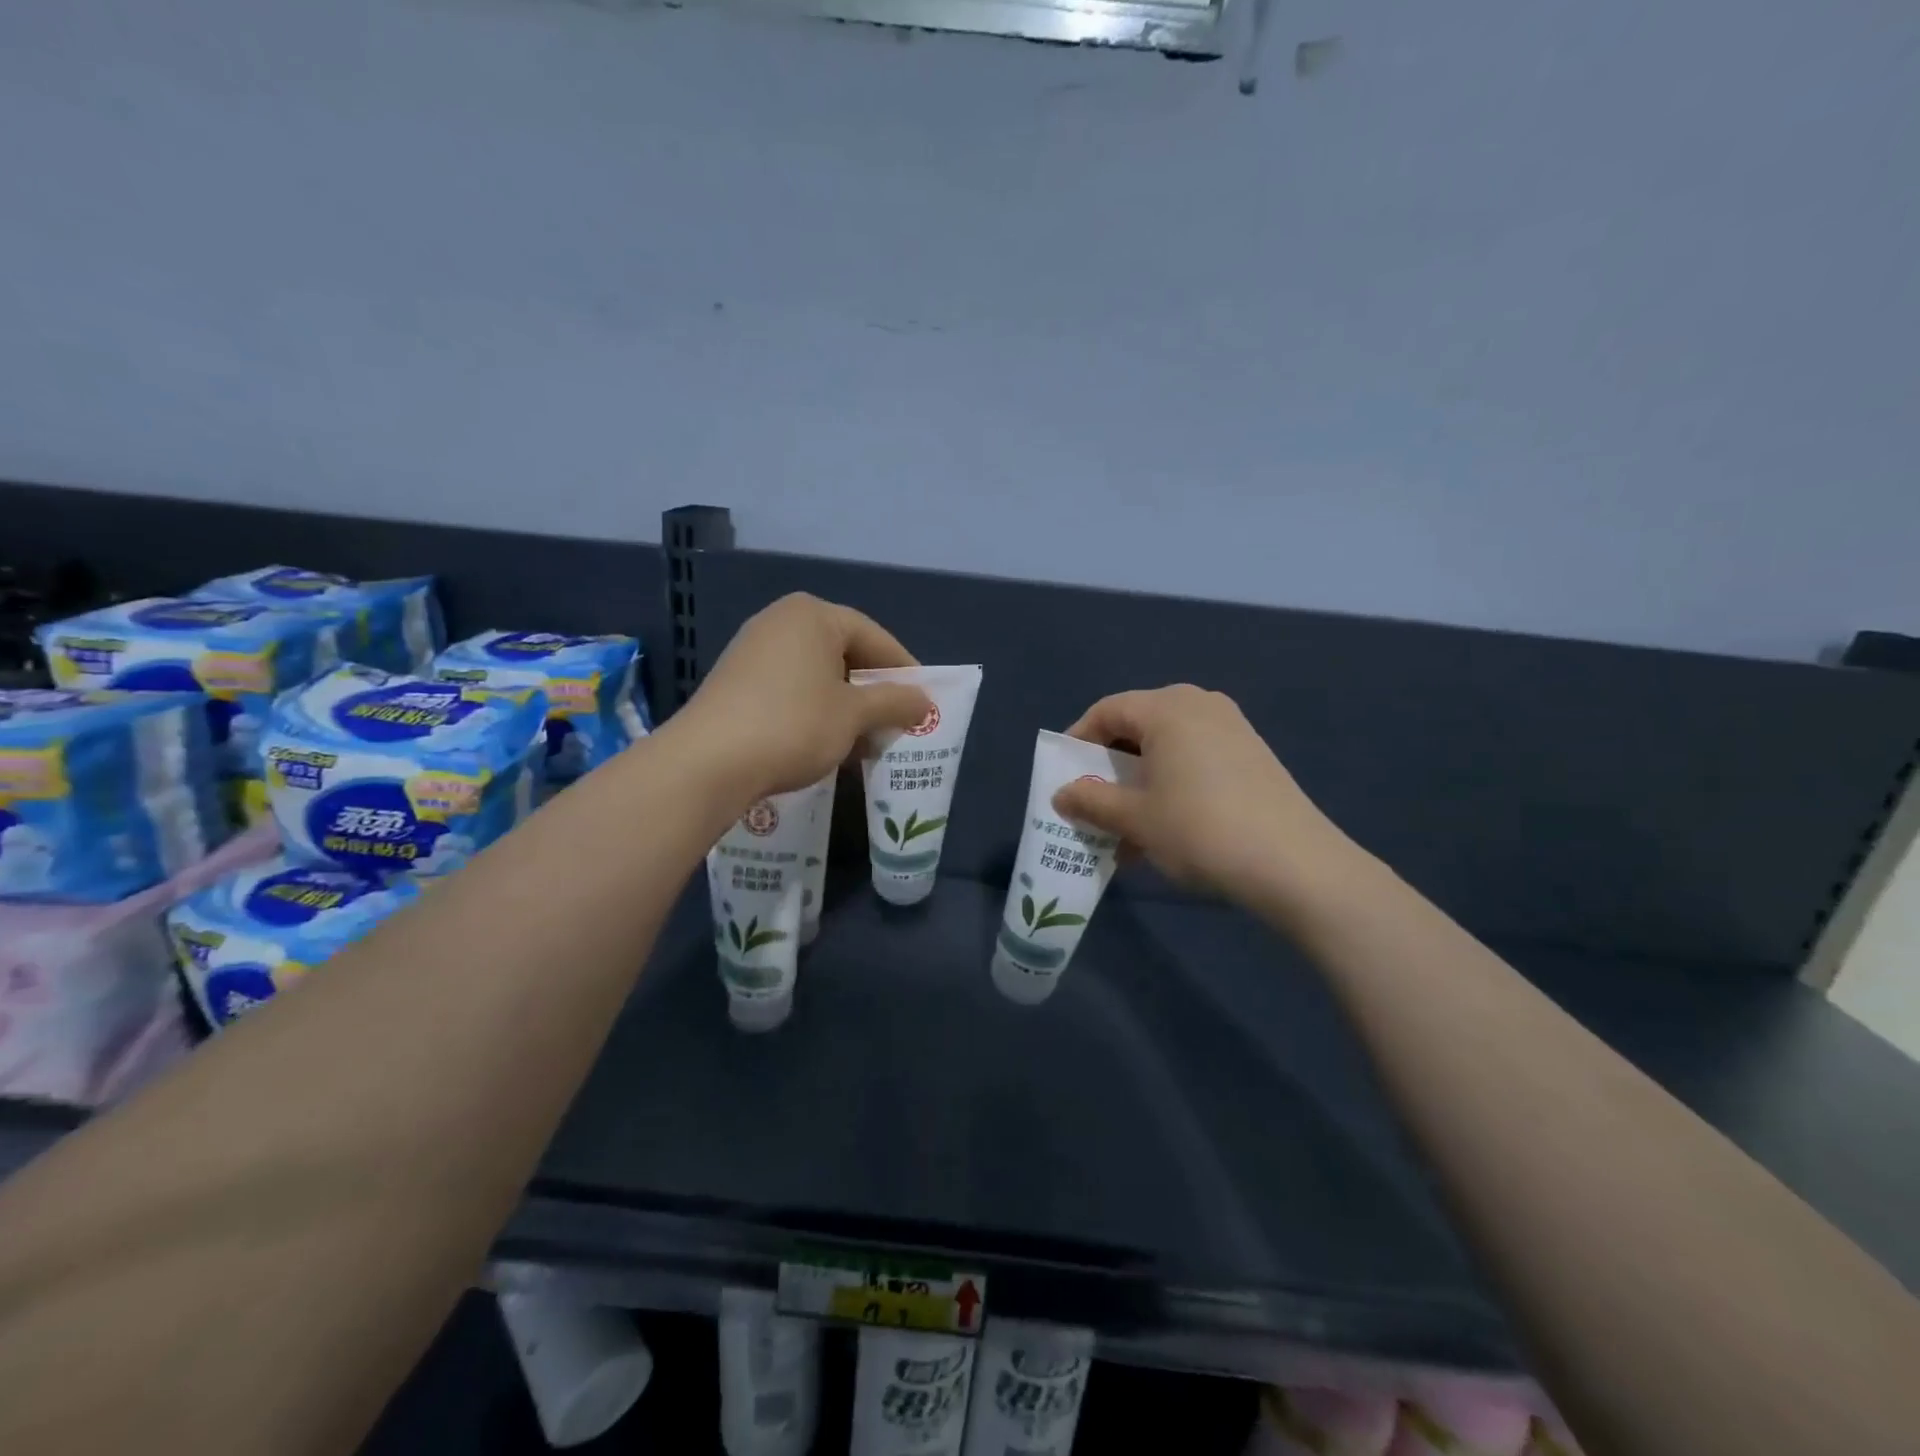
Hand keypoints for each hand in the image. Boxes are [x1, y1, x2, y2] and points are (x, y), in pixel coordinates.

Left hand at [672, 594, 931, 800]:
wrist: (708, 762)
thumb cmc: (794, 725)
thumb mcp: (854, 715)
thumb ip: (895, 702)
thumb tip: (924, 701)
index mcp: (813, 615)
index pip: (874, 636)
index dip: (903, 670)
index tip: (923, 701)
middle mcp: (781, 621)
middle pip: (844, 653)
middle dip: (873, 691)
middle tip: (896, 722)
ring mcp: (753, 650)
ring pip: (817, 674)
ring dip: (846, 706)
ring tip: (865, 740)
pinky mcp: (736, 681)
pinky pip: (791, 688)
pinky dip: (815, 711)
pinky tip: (825, 743)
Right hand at [1052, 684, 1362, 908]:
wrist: (1295, 865)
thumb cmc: (1200, 829)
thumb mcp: (1135, 818)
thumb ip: (1091, 801)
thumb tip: (1061, 795)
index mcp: (1167, 707)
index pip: (1107, 711)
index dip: (1078, 741)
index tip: (1063, 776)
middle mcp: (1200, 704)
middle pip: (1137, 727)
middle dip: (1109, 767)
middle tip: (1093, 803)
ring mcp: (1231, 728)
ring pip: (1167, 748)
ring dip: (1139, 784)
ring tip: (1126, 829)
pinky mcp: (1252, 755)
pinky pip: (1195, 760)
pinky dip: (1170, 786)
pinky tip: (1164, 830)